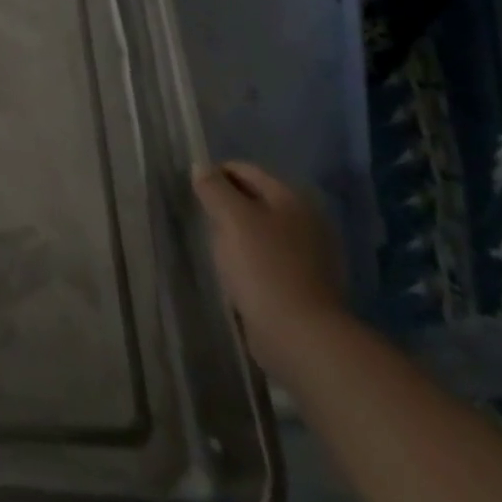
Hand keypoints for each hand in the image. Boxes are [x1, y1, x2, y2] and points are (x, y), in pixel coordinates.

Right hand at [191, 160, 347, 384]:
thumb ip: (214, 188)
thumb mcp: (232, 218)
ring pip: (261, 228)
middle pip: (255, 198)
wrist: (299, 334)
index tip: (192, 192)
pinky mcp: (303, 282)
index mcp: (291, 197)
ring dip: (237, 232)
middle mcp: (305, 219)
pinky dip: (249, 256)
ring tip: (213, 245)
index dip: (216, 175)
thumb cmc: (263, 267)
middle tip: (201, 219)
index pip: (246, 170)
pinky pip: (267, 256)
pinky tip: (234, 269)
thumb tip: (200, 166)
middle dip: (226, 204)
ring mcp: (308, 252)